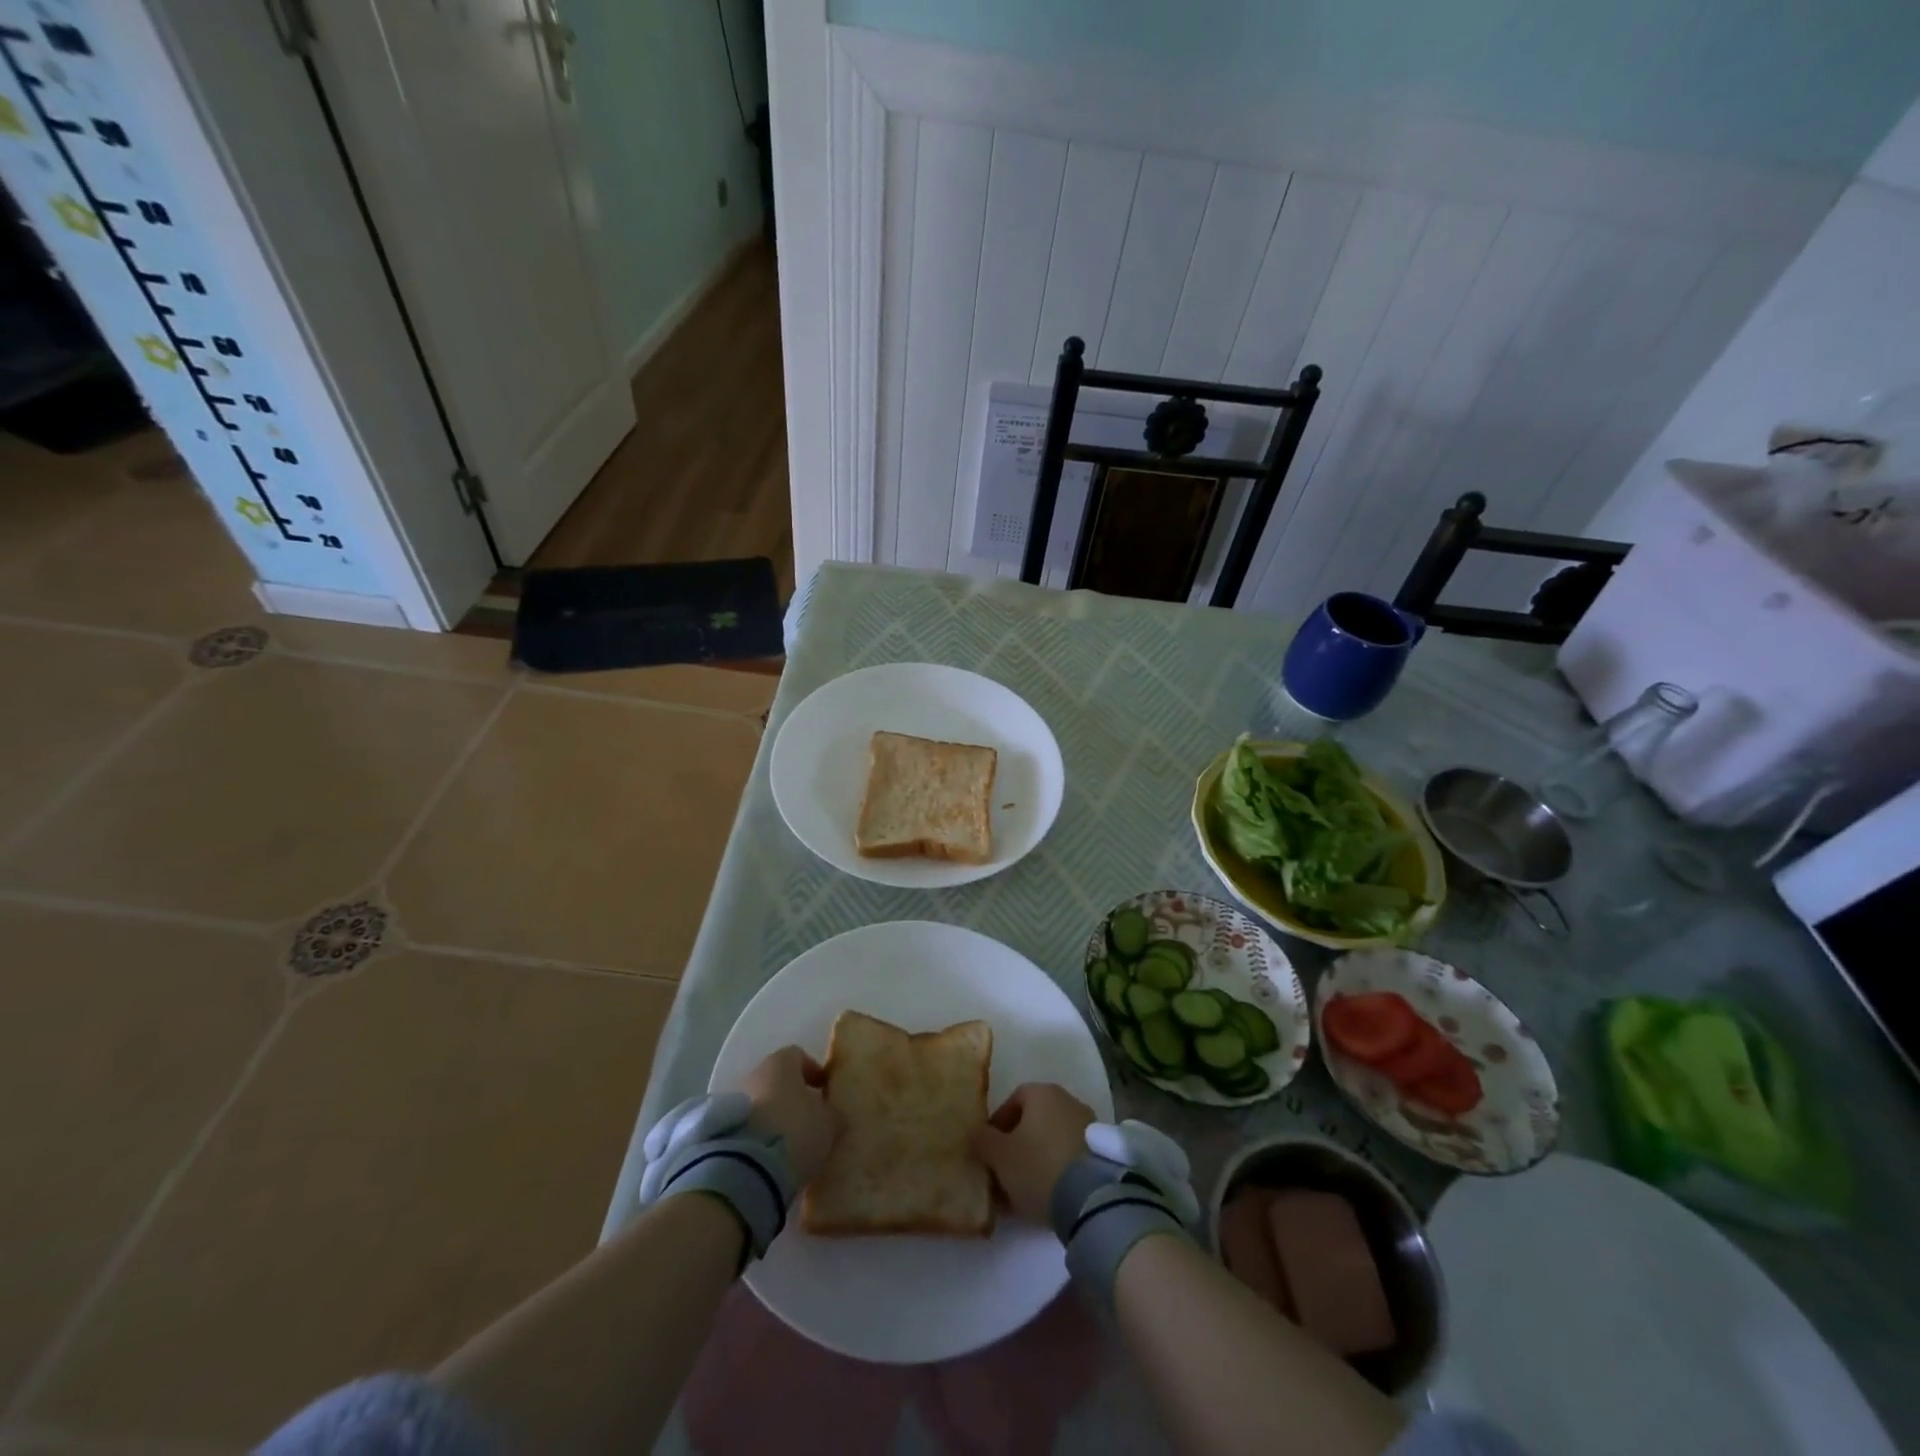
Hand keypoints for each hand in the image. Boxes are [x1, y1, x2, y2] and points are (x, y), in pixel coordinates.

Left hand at [741, 1045, 838, 1187]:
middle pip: (776, 1080)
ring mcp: (732, 1101)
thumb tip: (830, 1114)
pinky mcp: (719, 1130)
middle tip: (807, 1119)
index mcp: (780, 1063)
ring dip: (772, 1118)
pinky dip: (757, 1137)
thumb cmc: (795, 1130)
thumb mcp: (828, 1122)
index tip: (824, 1091)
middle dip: (791, 1097)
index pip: (798, 1056)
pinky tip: (771, 1156)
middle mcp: (754, 1074)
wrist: (747, 1169)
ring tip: (789, 1143)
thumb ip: (830, 1113)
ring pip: (759, 1104)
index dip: (813, 1072)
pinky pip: (746, 1127)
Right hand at [970, 1083, 1095, 1224]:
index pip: (1013, 1100)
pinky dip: (1057, 1169)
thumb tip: (975, 1132)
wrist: (1092, 1198)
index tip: (989, 1152)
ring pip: (1052, 1140)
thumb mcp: (999, 1156)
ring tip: (1024, 1191)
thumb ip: (982, 1140)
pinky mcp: (1102, 1151)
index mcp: (1042, 1092)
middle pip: (1034, 1120)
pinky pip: (1070, 1155)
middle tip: (1004, 1173)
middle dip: (1016, 1145)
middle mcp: (1067, 1100)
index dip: (997, 1126)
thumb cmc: (1038, 1166)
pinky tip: (1049, 1195)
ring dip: (1036, 1159)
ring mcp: (1089, 1125)